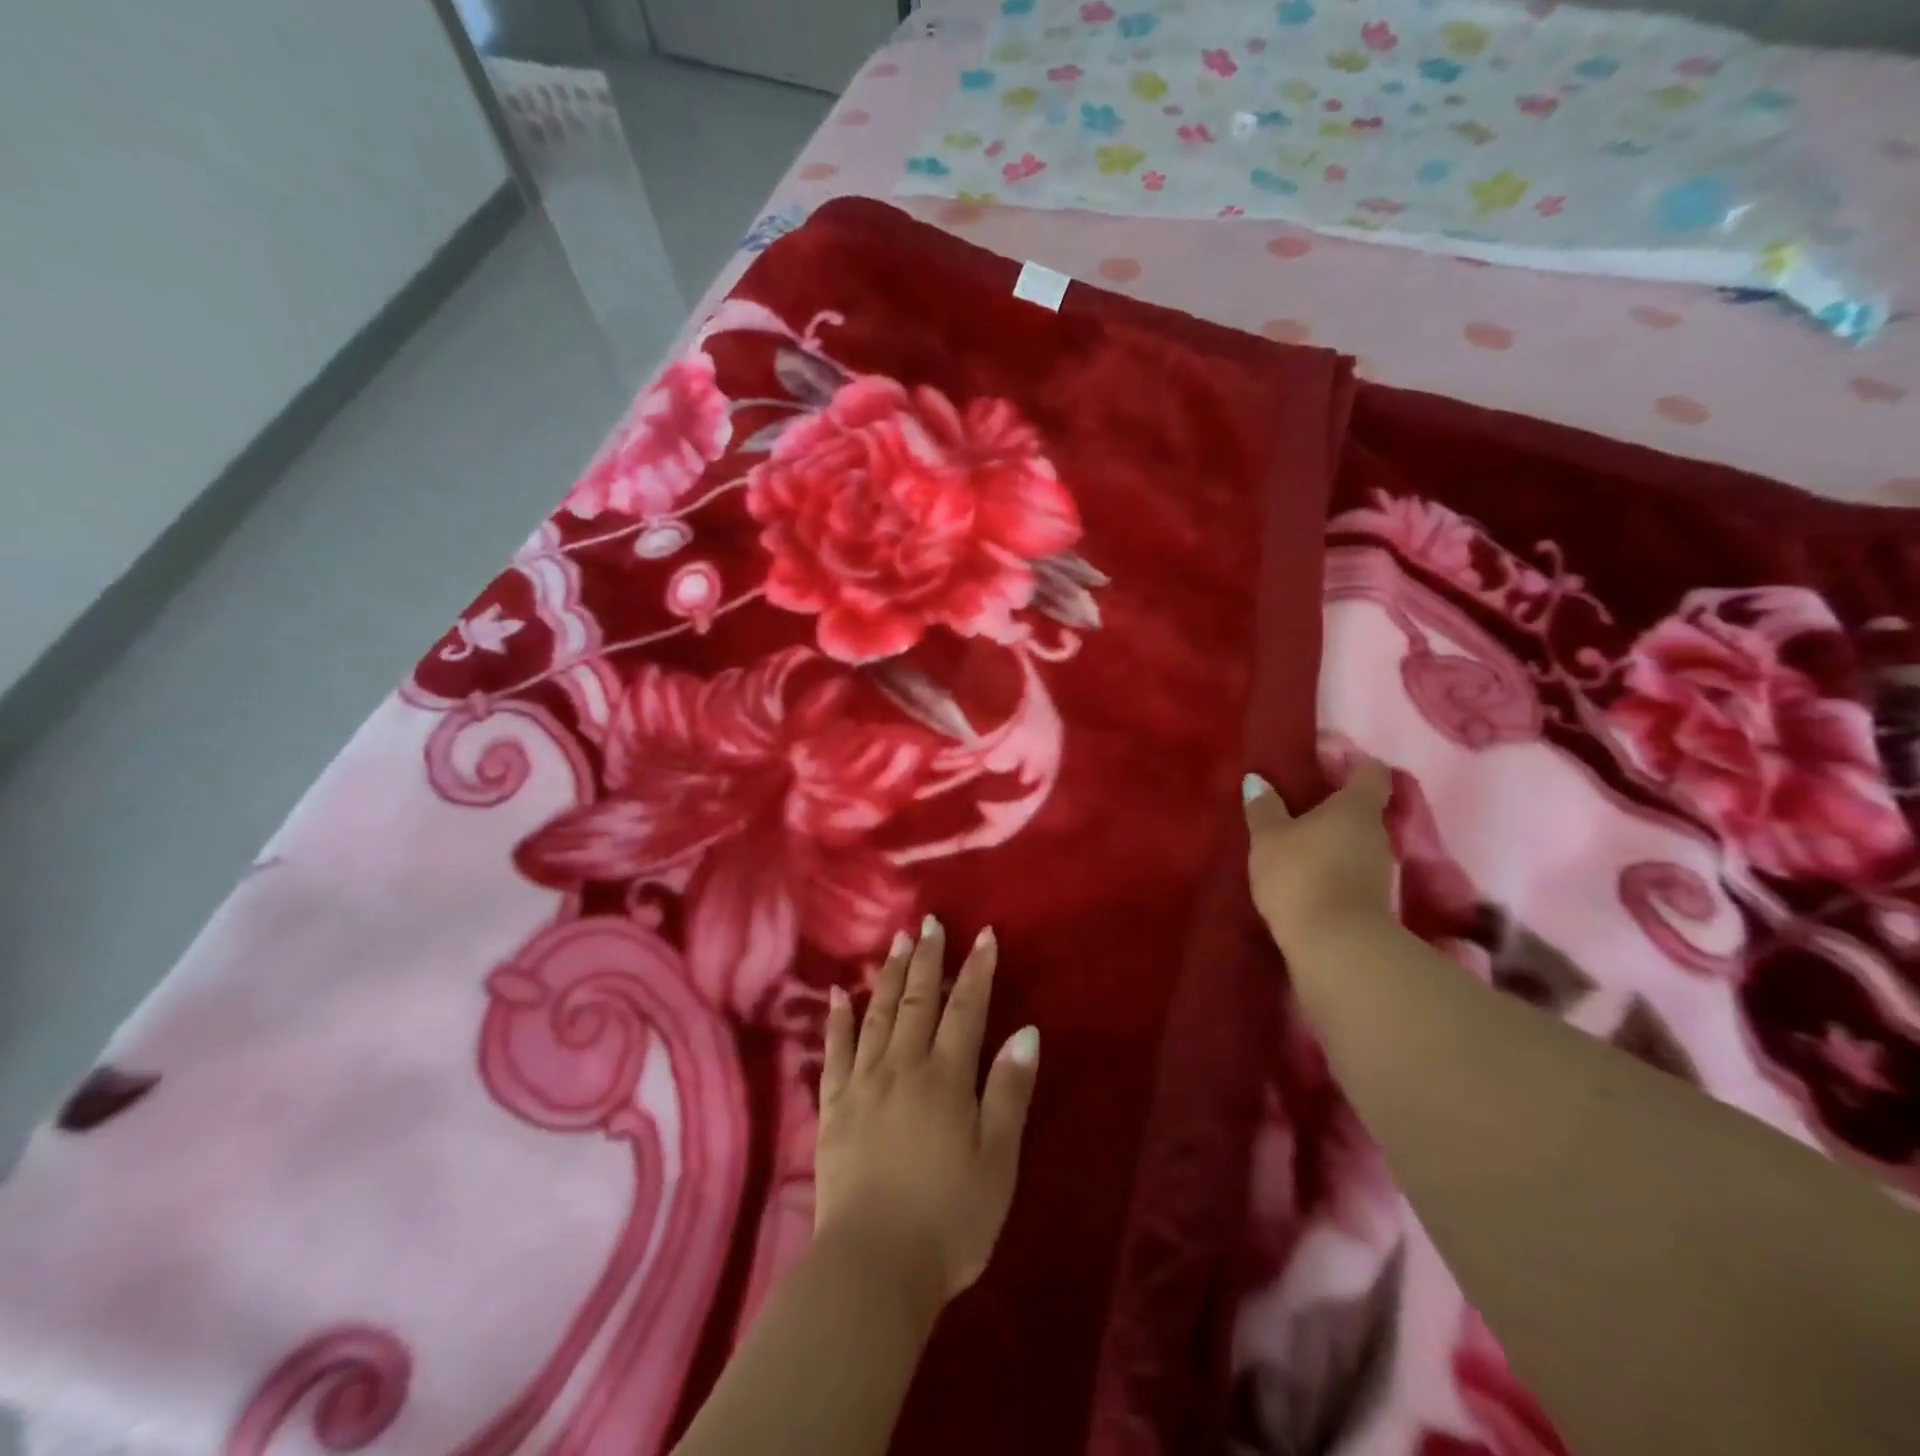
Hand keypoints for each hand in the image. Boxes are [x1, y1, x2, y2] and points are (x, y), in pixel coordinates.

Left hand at [815, 918, 1039, 1322]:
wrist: (873, 1267)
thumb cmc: (949, 1219)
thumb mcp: (997, 1161)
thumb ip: (1009, 1092)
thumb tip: (1025, 1031)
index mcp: (945, 1078)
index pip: (966, 1009)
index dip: (977, 970)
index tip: (984, 935)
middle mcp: (902, 1067)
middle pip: (917, 1001)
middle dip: (927, 959)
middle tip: (929, 923)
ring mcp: (862, 1084)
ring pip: (877, 1015)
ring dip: (888, 976)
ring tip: (895, 942)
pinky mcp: (832, 1108)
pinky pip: (833, 1052)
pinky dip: (837, 1020)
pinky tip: (837, 995)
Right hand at [1243, 762, 1395, 953]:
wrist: (1336, 946)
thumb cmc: (1301, 875)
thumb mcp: (1269, 838)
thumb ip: (1264, 807)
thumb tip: (1257, 780)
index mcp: (1356, 808)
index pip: (1371, 772)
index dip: (1353, 762)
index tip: (1327, 761)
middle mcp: (1377, 833)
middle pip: (1363, 808)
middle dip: (1335, 804)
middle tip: (1299, 803)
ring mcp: (1380, 869)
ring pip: (1357, 841)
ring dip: (1332, 839)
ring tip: (1296, 840)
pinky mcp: (1373, 900)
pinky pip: (1352, 869)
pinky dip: (1333, 866)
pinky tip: (1305, 873)